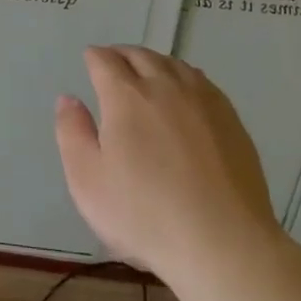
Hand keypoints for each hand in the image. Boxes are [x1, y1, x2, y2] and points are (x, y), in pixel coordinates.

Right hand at [54, 46, 291, 286]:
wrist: (224, 245)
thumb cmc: (144, 215)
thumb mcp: (87, 180)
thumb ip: (72, 132)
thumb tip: (68, 99)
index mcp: (125, 96)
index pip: (105, 60)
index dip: (94, 58)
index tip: (89, 61)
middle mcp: (164, 86)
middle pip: (140, 55)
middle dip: (122, 55)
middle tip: (113, 65)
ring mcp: (203, 100)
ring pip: (173, 64)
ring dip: (154, 62)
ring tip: (147, 73)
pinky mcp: (231, 120)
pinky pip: (203, 82)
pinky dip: (185, 77)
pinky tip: (185, 93)